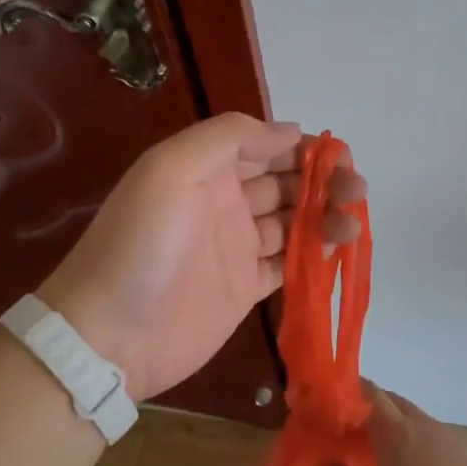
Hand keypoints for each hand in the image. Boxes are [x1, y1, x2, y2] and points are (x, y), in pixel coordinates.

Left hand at [37, 114, 365, 401]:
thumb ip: (229, 137)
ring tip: (353, 220)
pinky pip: (288, 262)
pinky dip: (315, 253)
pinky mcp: (245, 287)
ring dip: (325, 214)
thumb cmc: (143, 243)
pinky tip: (338, 248)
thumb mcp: (173, 167)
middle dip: (322, 179)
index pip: (263, 145)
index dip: (301, 146)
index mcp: (206, 169)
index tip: (337, 154)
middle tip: (356, 188)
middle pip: (284, 181)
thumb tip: (290, 130)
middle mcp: (224, 202)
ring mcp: (235, 246)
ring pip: (292, 220)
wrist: (110, 334)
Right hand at [320, 384, 466, 465]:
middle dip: (367, 414)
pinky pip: (439, 448)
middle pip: (392, 404)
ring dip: (395, 437)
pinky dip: (421, 457)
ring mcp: (456, 443)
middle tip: (346, 442)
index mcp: (396, 434)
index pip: (366, 392)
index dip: (343, 396)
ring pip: (417, 426)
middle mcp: (426, 427)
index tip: (324, 414)